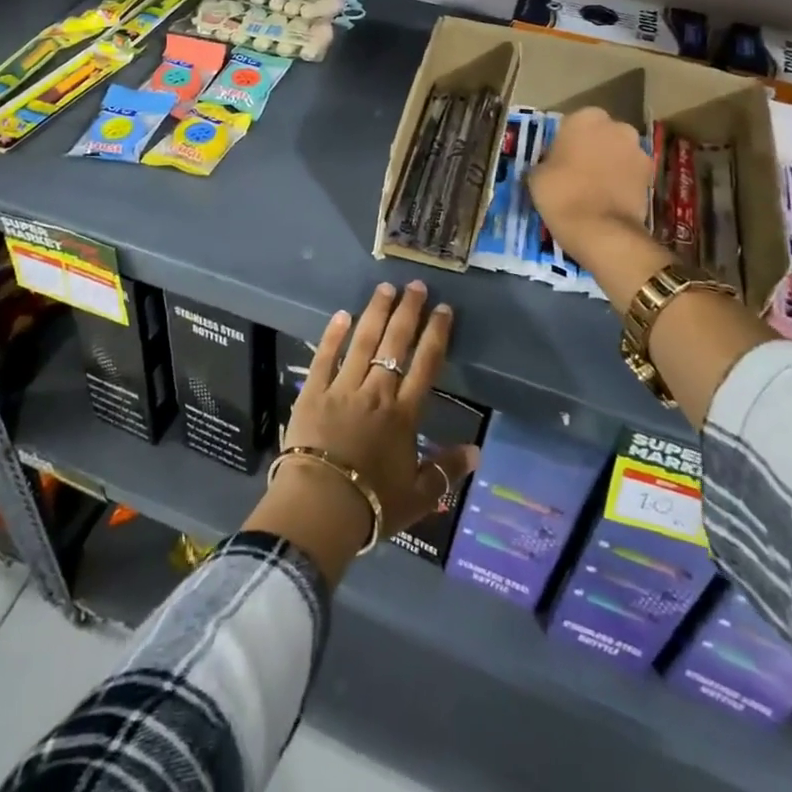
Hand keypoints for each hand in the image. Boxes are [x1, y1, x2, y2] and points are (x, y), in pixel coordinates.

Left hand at [245, 282, 478, 582]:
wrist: (320, 506)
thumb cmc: (373, 504)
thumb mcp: (419, 496)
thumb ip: (447, 470)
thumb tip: (478, 451)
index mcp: (403, 415)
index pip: (426, 365)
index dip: (436, 334)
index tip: (443, 309)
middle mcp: (376, 392)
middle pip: (395, 344)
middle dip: (408, 311)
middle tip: (415, 285)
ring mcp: (343, 388)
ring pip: (363, 342)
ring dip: (376, 313)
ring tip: (385, 288)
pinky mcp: (313, 392)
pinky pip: (325, 356)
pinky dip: (333, 334)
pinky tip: (342, 314)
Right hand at [527, 106, 655, 260]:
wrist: (601, 230)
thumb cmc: (561, 194)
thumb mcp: (536, 175)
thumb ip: (547, 160)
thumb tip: (552, 164)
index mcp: (585, 118)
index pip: (571, 123)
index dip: (564, 142)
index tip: (556, 160)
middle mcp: (616, 126)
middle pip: (600, 134)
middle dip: (591, 148)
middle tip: (575, 171)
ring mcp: (638, 150)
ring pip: (618, 152)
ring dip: (608, 163)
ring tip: (593, 188)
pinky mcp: (651, 175)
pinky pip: (630, 172)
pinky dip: (621, 181)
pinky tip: (608, 199)